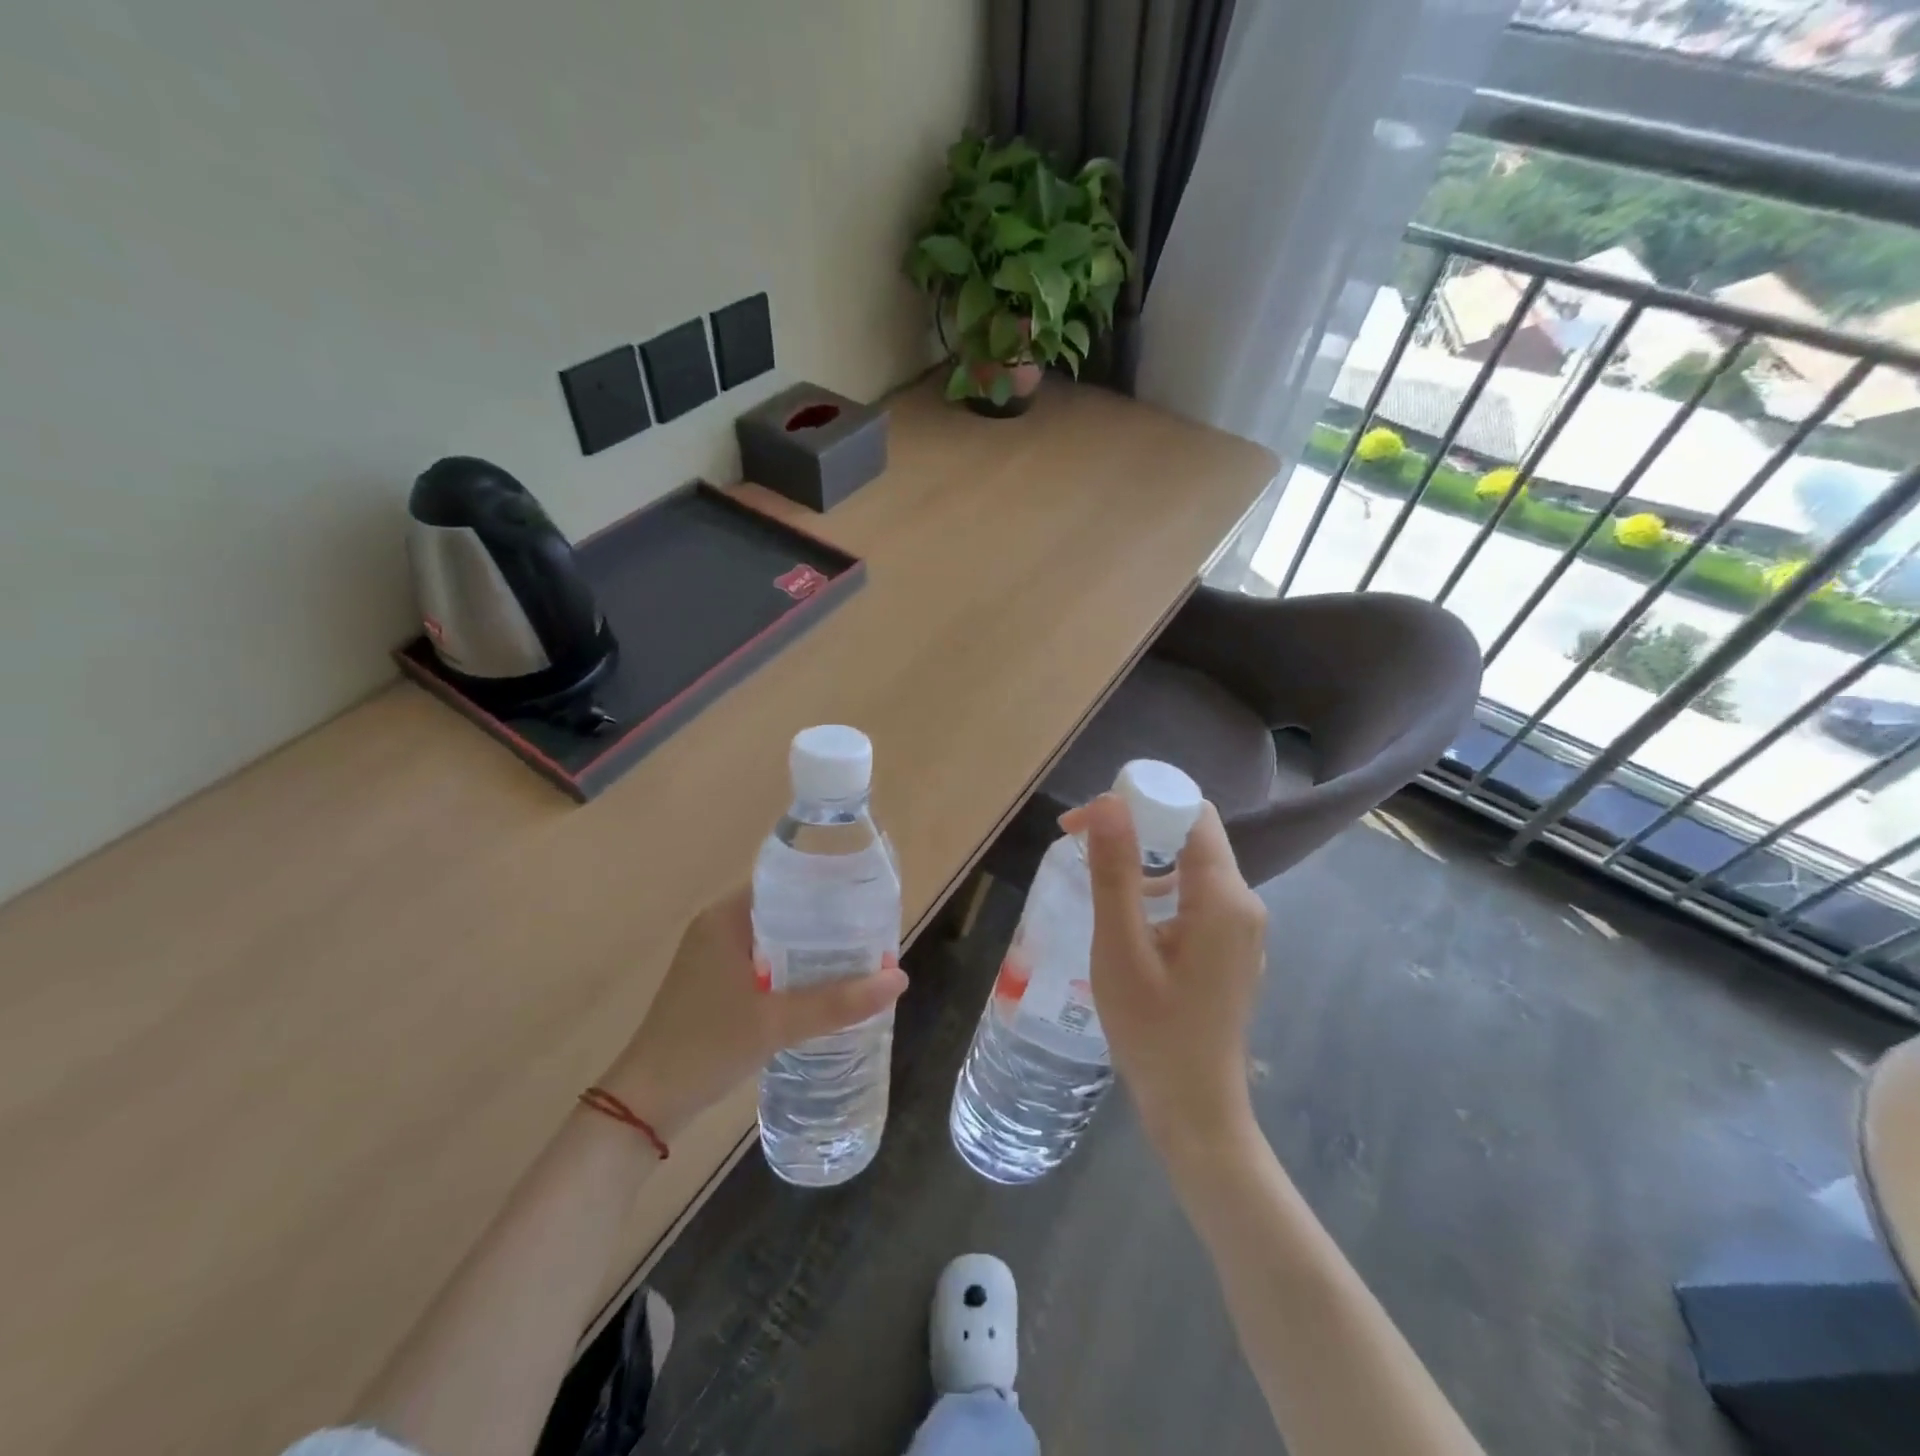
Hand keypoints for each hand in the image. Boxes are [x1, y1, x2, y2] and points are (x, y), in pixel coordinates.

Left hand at [599, 887, 906, 1137]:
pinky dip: (793, 970)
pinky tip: (823, 987)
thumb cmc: (706, 1046)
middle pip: (785, 912)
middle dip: (826, 924)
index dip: (826, 889)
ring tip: (858, 957)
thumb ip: (837, 1002)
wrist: (646, 1103)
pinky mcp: (716, 985)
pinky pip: (765, 964)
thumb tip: (899, 978)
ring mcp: (714, 958)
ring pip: (776, 941)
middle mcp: (719, 928)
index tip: (865, 900)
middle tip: (871, 934)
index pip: (785, 884)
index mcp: (726, 918)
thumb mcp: (777, 1023)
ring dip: (811, 950)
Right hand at [1062, 794, 1267, 1150]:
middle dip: (1137, 827)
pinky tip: (1128, 918)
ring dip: (1145, 859)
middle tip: (1081, 844)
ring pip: (1193, 867)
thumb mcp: (1121, 948)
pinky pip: (1197, 898)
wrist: (1195, 1111)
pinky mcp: (1231, 950)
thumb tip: (1107, 804)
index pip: (1191, 813)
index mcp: (1224, 897)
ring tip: (1097, 877)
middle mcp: (1244, 903)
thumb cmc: (1153, 1031)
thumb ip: (1115, 872)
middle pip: (1193, 836)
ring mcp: (1243, 929)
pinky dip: (1160, 889)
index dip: (1142, 801)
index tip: (1089, 820)